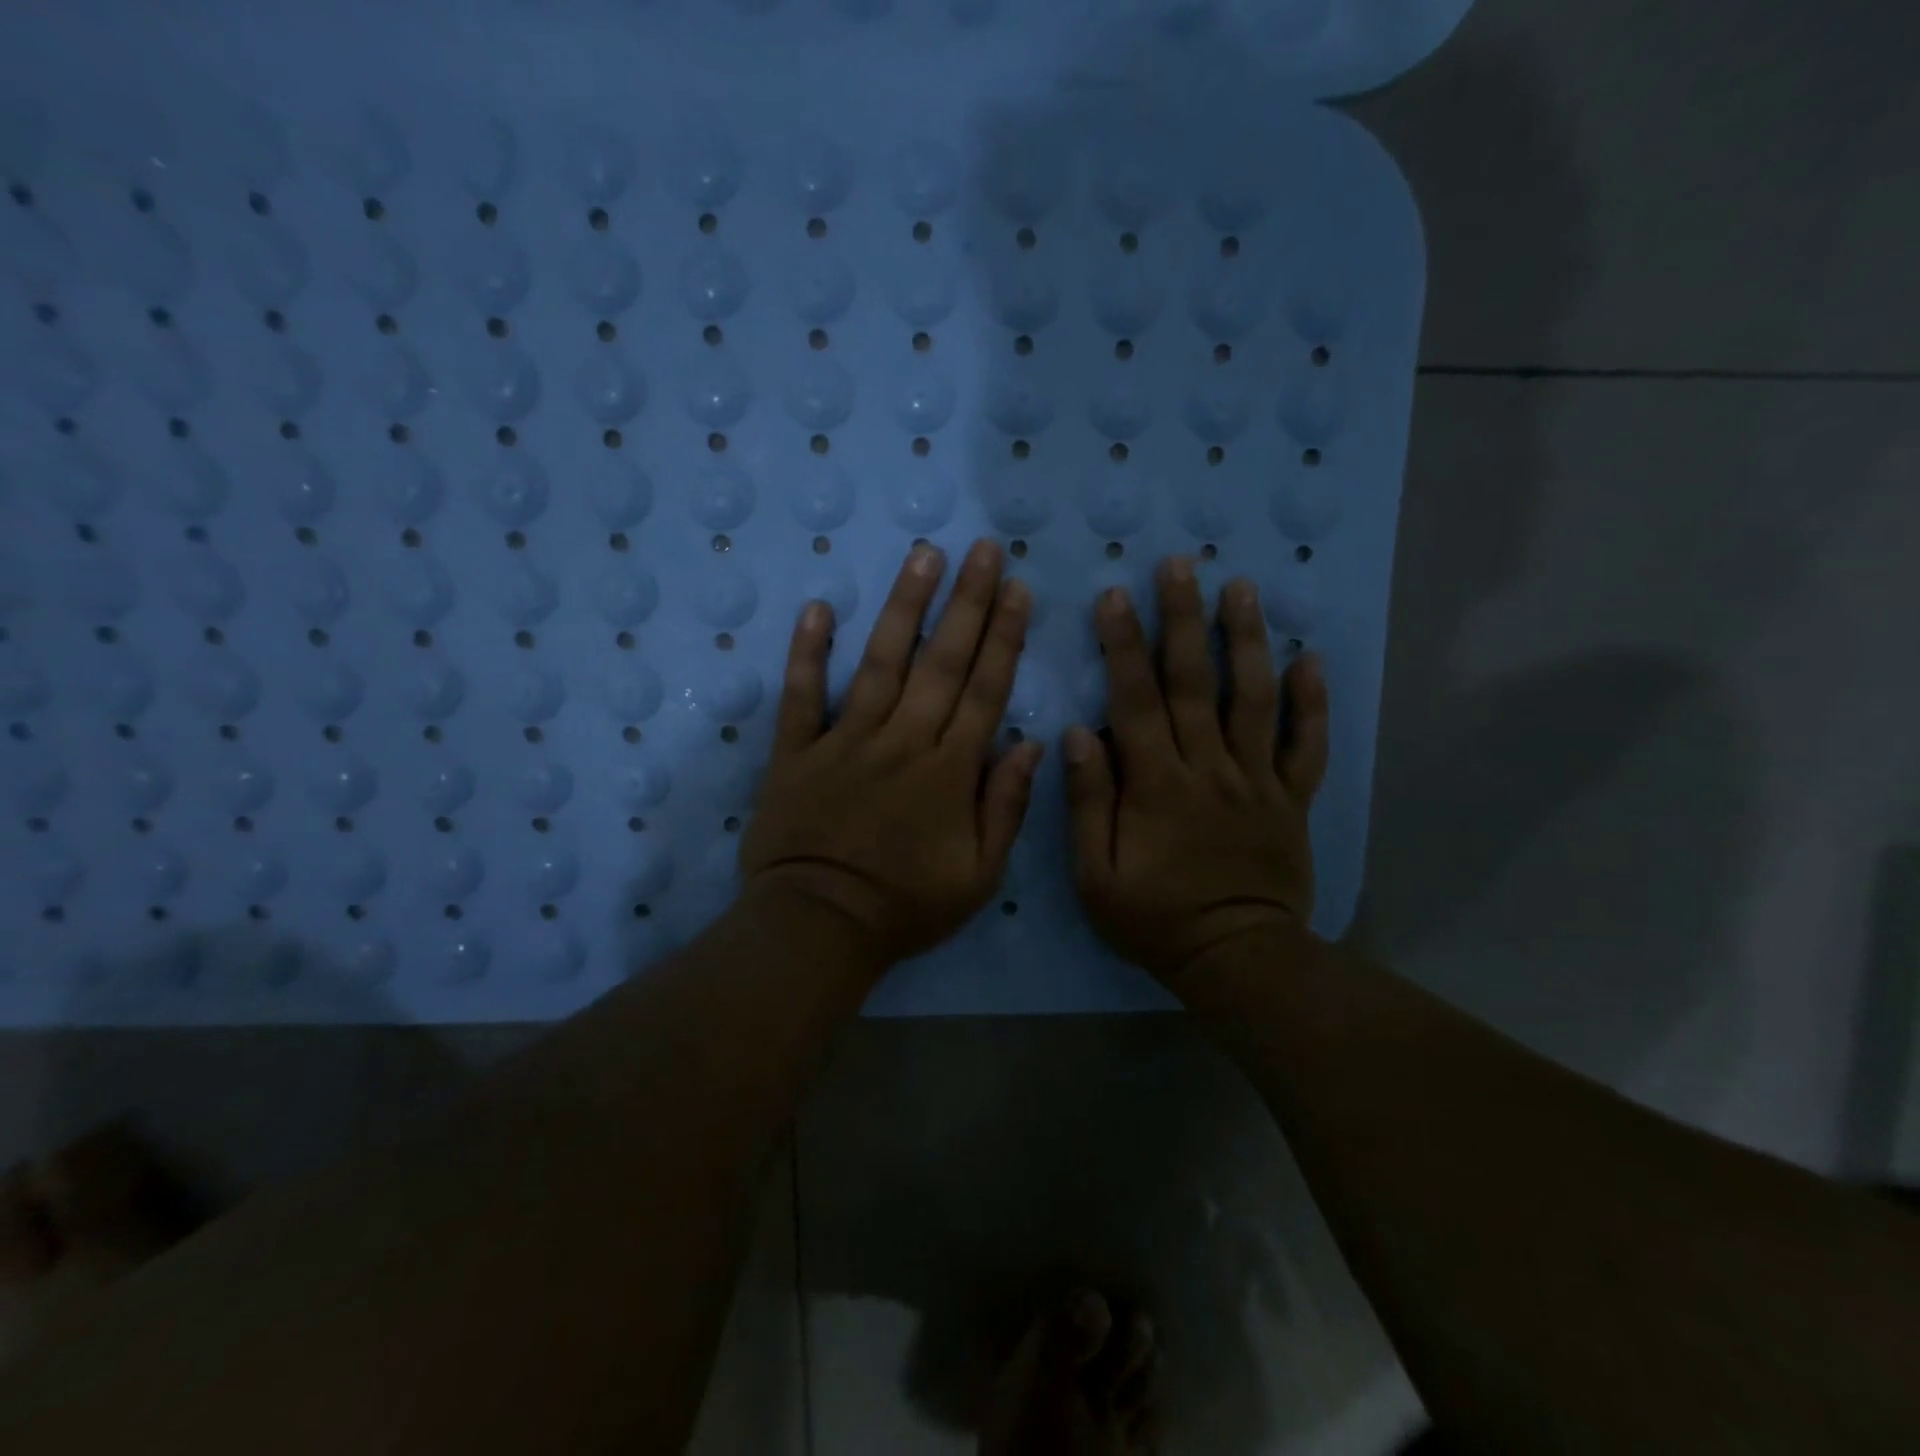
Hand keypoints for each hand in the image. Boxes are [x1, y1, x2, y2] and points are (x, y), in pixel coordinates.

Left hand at [740, 539, 1043, 967]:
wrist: (819, 927)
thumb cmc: (906, 906)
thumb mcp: (979, 876)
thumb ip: (1006, 806)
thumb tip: (1031, 742)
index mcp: (949, 771)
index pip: (984, 689)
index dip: (1004, 637)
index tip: (1018, 589)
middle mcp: (902, 741)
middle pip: (941, 662)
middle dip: (968, 602)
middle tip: (984, 549)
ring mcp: (846, 741)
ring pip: (881, 663)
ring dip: (904, 607)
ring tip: (924, 555)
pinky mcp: (797, 752)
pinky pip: (802, 695)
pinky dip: (808, 652)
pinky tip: (819, 607)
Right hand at [1063, 558, 1329, 984]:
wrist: (1236, 959)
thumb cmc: (1154, 918)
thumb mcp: (1095, 874)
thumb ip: (1088, 801)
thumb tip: (1076, 733)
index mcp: (1157, 783)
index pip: (1135, 700)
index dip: (1123, 644)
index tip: (1115, 595)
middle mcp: (1210, 767)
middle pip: (1194, 682)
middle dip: (1184, 618)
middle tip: (1181, 564)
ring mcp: (1258, 780)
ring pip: (1254, 698)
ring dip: (1246, 640)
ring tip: (1242, 587)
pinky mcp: (1292, 799)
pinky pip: (1308, 745)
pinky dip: (1313, 701)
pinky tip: (1311, 658)